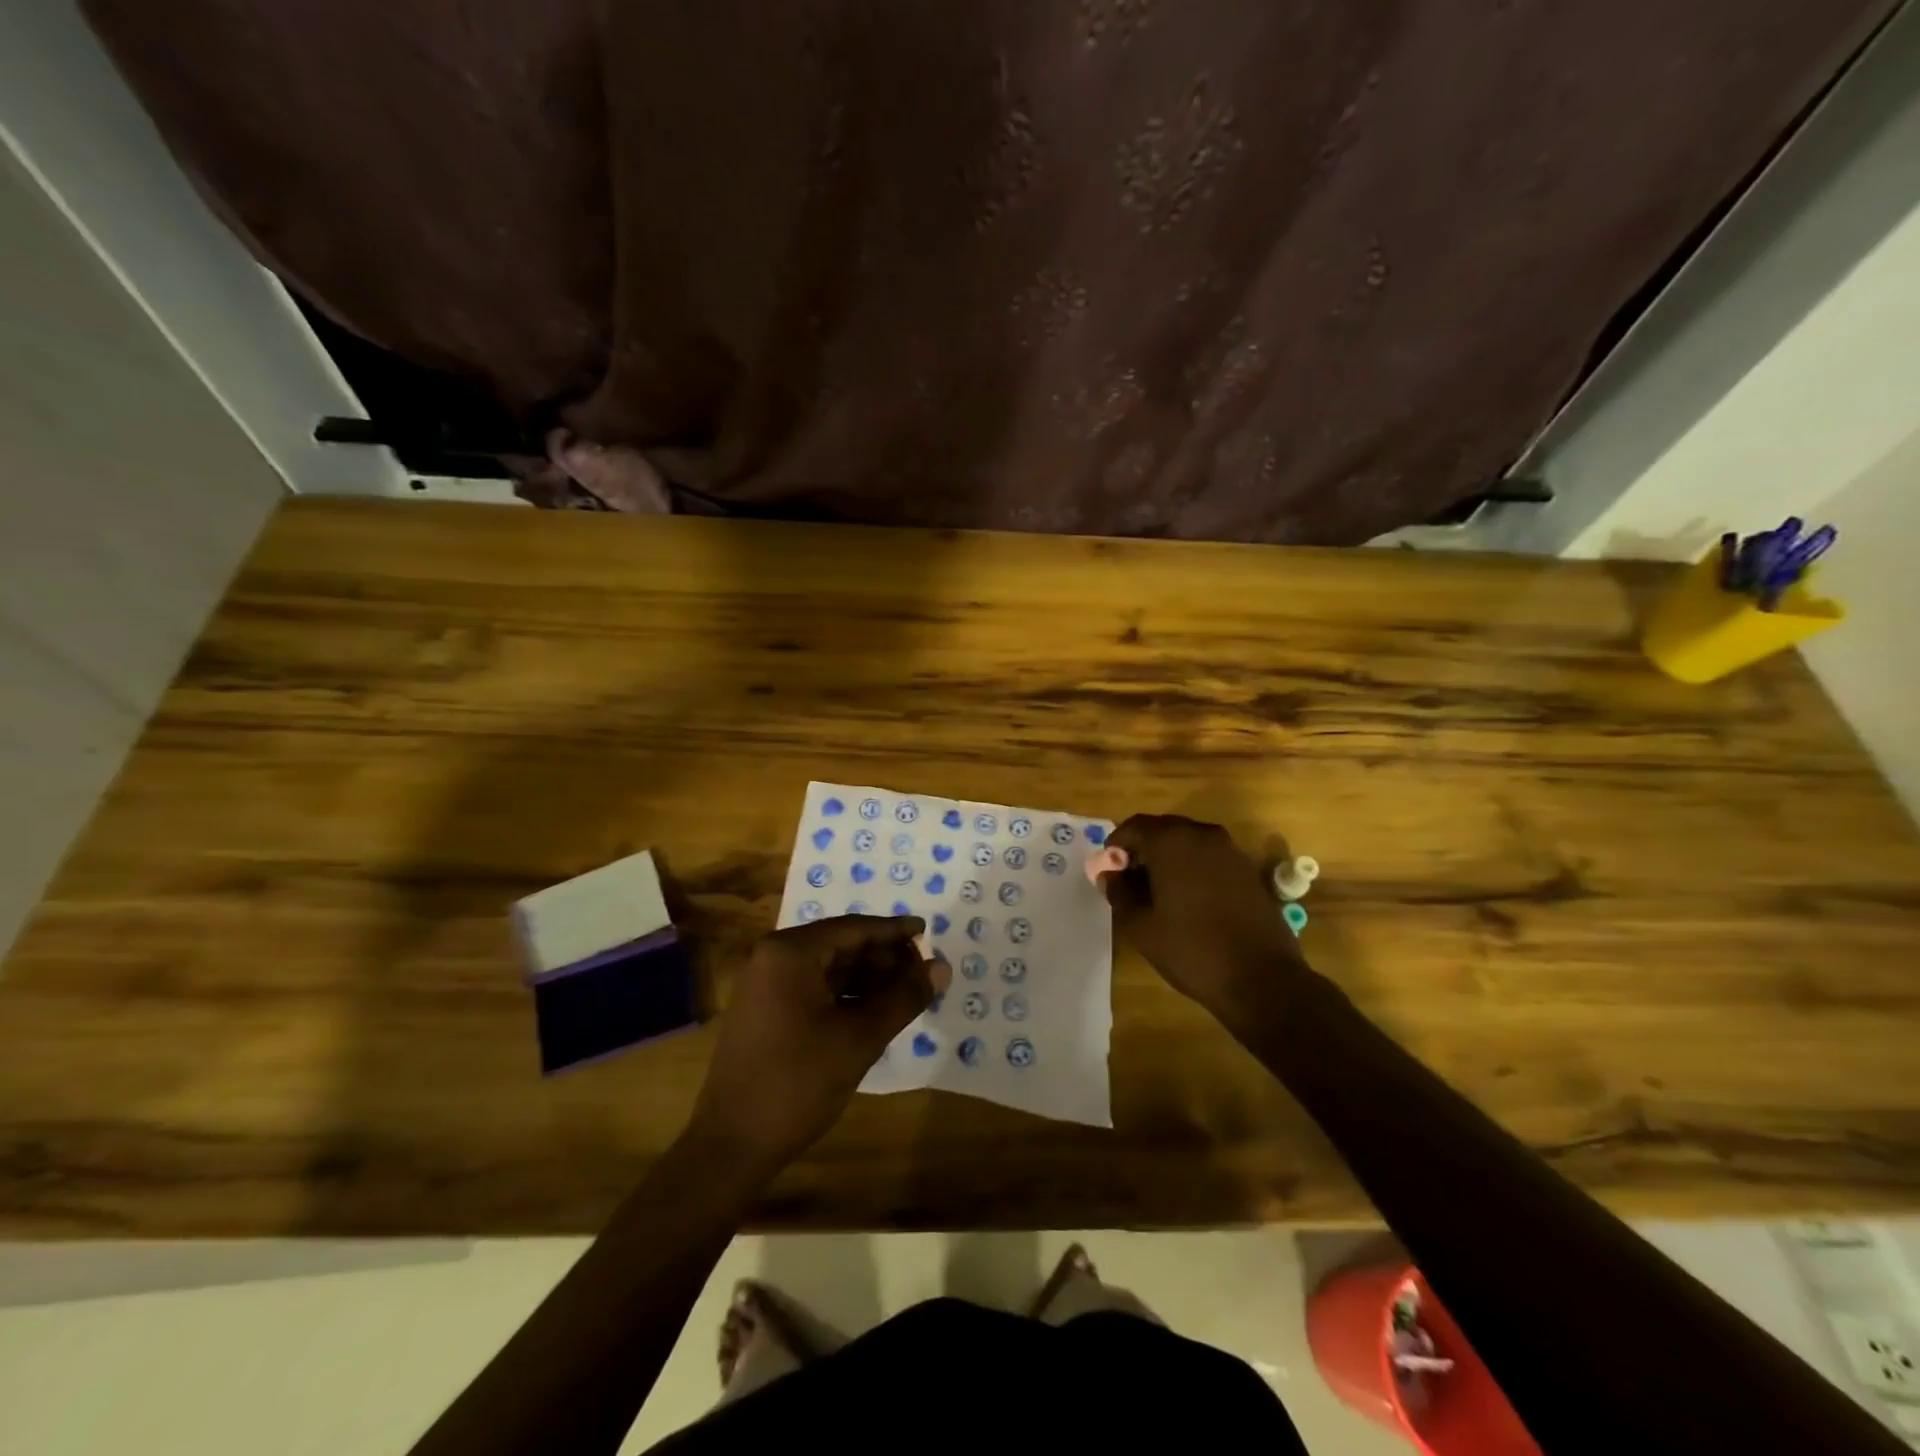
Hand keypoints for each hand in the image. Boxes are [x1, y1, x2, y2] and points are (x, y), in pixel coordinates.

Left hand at [690, 916, 950, 1173]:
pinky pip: (813, 987)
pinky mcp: (765, 1010)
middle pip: (840, 944)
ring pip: (828, 967)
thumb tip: (942, 968)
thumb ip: (903, 997)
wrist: (732, 1145)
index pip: (853, 928)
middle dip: (882, 957)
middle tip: (921, 972)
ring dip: (867, 977)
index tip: (927, 930)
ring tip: (905, 992)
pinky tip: (873, 1009)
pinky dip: (845, 994)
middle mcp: (773, 957)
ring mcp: (765, 984)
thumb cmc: (797, 1082)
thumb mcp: (859, 1038)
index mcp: (790, 952)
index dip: (893, 930)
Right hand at [1100, 814, 1306, 1025]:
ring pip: (1188, 842)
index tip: (1109, 871)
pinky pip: (1209, 857)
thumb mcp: (1140, 926)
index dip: (1116, 846)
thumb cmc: (1191, 949)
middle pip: (1163, 830)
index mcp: (1172, 842)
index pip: (1135, 827)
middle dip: (1143, 850)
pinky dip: (1192, 868)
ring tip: (1158, 893)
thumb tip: (1109, 875)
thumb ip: (1118, 893)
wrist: (1261, 979)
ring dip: (1168, 859)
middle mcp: (1203, 835)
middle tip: (1130, 882)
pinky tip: (1188, 900)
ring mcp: (1230, 851)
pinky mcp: (1248, 870)